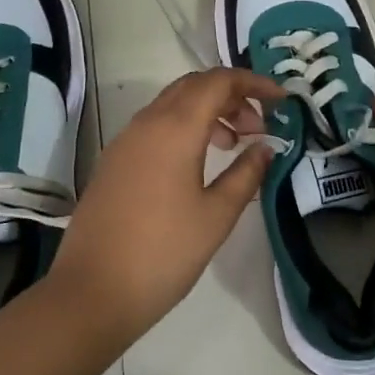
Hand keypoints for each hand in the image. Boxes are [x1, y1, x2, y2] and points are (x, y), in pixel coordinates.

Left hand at [49, 68, 280, 347]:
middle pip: (195, 85)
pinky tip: (198, 163)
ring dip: (208, 111)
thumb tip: (265, 147)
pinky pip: (156, 125)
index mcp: (175, 127)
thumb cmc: (163, 253)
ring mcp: (126, 140)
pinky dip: (184, 127)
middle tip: (258, 126)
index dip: (254, 83)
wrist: (92, 292)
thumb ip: (246, 174)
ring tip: (233, 145)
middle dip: (232, 95)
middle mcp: (148, 122)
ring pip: (173, 104)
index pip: (219, 81)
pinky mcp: (114, 160)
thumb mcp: (216, 216)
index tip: (282, 100)